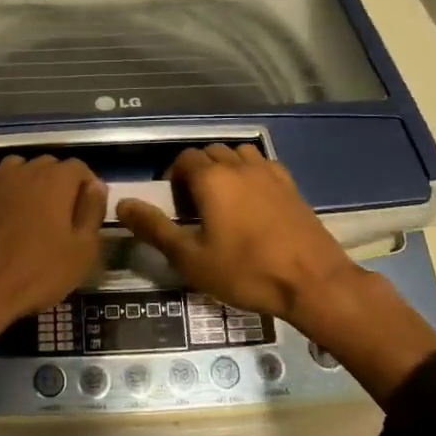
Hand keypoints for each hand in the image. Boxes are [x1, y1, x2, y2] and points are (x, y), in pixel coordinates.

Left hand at [0, 155, 105, 361]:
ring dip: (33, 186)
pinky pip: (0, 182)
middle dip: (61, 186)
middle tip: (63, 220)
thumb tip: (96, 187)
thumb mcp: (82, 250)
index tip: (87, 215)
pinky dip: (8, 192)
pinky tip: (7, 218)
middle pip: (51, 167)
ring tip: (34, 217)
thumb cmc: (36, 272)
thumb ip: (93, 212)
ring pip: (24, 171)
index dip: (88, 189)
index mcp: (56, 178)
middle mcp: (26, 169)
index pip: (80, 168)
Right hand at [115, 145, 435, 398]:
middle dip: (198, 172)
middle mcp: (239, 165)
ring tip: (225, 202)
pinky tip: (254, 204)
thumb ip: (154, 228)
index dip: (174, 179)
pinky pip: (263, 166)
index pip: (184, 159)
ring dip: (226, 169)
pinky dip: (251, 175)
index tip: (176, 208)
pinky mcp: (291, 185)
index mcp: (212, 177)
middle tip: (196, 208)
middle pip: (211, 153)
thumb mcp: (191, 258)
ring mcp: (269, 172)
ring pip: (238, 155)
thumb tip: (121, 205)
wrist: (313, 282)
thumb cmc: (245, 271)